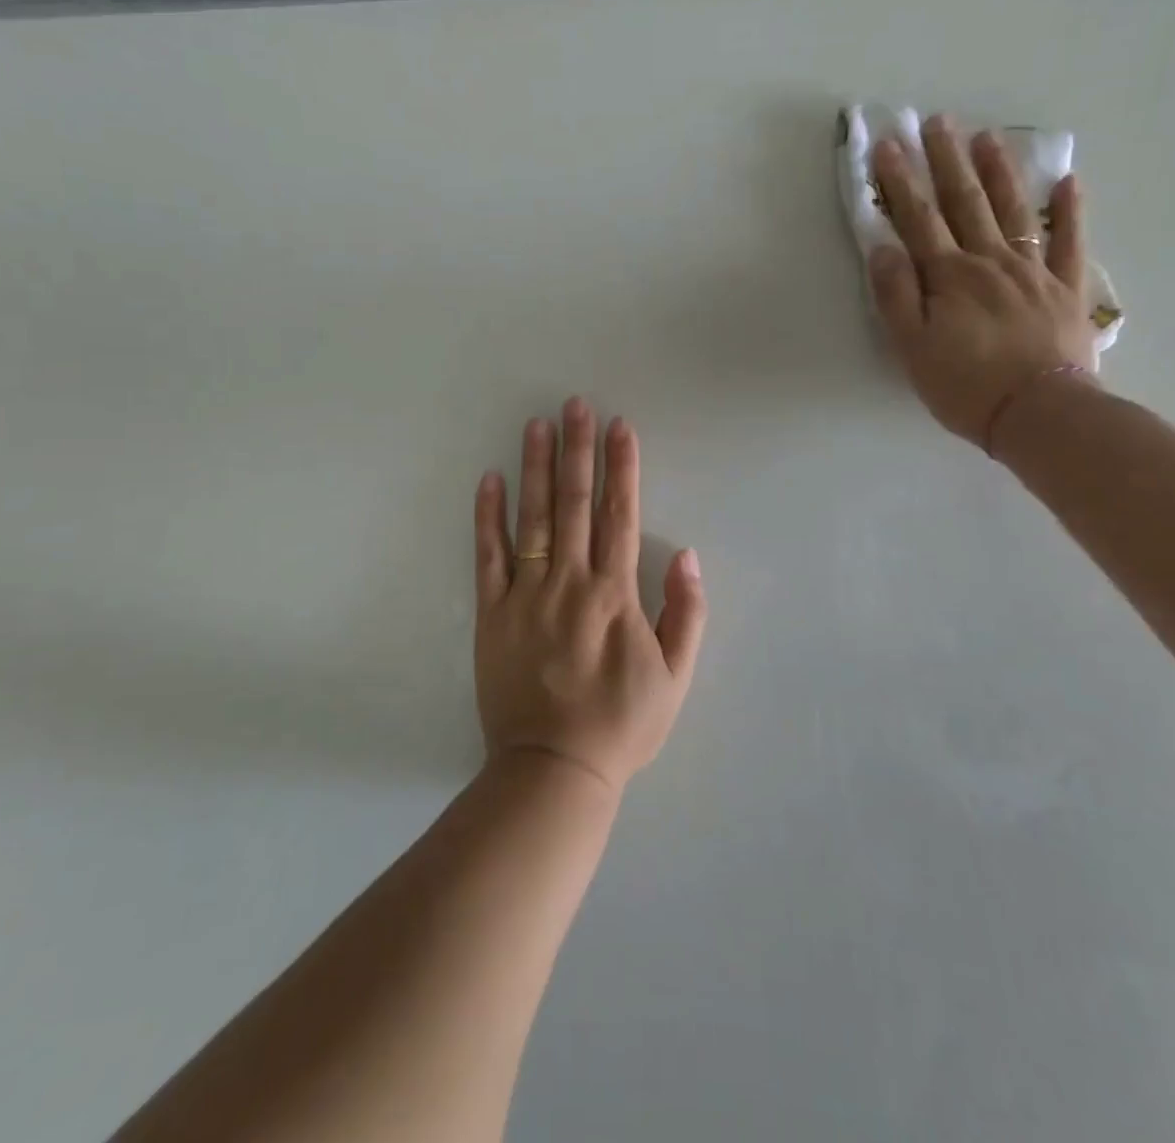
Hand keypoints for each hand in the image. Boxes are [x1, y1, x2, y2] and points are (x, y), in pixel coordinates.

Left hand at [472, 398, 706, 791]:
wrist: (554, 768)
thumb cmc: (621, 724)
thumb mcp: (676, 677)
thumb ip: (686, 613)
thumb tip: (686, 554)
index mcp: (615, 594)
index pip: (620, 514)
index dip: (622, 467)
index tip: (620, 427)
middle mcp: (570, 582)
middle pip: (574, 503)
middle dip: (578, 449)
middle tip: (576, 404)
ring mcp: (526, 595)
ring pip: (532, 518)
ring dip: (536, 467)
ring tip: (537, 424)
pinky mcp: (491, 614)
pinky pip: (488, 557)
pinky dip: (488, 516)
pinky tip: (490, 479)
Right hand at [868, 117, 1097, 447]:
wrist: (1040, 414)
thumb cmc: (965, 386)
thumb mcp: (912, 348)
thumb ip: (896, 296)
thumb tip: (883, 248)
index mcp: (949, 276)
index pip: (919, 219)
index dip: (901, 182)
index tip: (888, 144)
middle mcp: (990, 261)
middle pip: (966, 202)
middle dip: (946, 160)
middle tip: (936, 121)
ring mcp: (1033, 271)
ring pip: (1014, 210)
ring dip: (999, 171)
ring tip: (987, 136)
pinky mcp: (1067, 289)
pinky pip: (1070, 241)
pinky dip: (1070, 210)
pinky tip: (1069, 181)